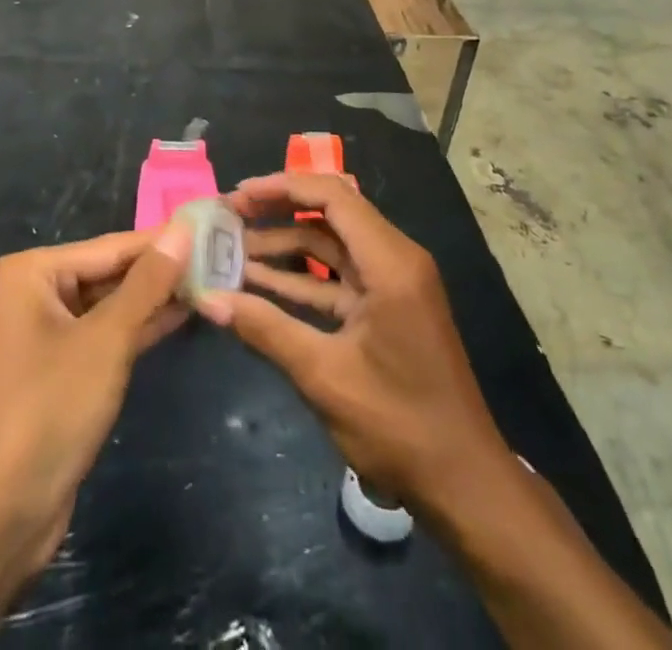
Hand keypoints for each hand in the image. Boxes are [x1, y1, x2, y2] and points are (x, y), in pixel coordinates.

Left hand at [0, 227, 192, 648]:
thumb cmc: (46, 412)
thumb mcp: (106, 341)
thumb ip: (147, 283)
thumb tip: (182, 230)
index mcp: (33, 272)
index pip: (112, 245)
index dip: (164, 240)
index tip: (214, 228)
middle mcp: (34, 294)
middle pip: (110, 272)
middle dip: (161, 270)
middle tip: (221, 256)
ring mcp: (45, 336)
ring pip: (110, 306)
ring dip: (155, 299)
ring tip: (211, 281)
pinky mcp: (58, 374)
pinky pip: (105, 338)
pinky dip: (139, 329)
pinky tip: (180, 317)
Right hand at [196, 173, 509, 511]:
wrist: (463, 483)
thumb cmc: (399, 424)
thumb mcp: (324, 376)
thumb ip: (266, 329)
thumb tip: (208, 299)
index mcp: (390, 261)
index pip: (332, 196)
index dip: (282, 187)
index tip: (238, 196)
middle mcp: (394, 258)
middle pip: (330, 213)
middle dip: (278, 211)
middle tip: (229, 217)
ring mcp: (392, 283)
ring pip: (331, 245)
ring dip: (284, 245)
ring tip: (232, 248)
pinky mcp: (386, 306)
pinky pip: (337, 277)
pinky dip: (301, 277)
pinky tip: (258, 283)